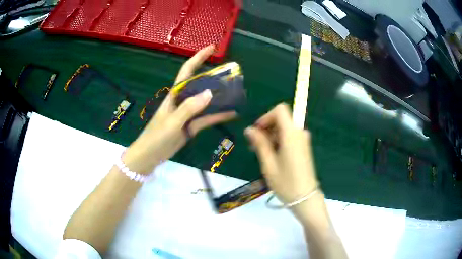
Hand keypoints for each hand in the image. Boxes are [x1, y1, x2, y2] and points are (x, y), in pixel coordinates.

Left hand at [124, 45, 235, 173]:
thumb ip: (189, 108)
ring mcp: (188, 114)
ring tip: (237, 94)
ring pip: (206, 102)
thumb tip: (209, 93)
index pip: (187, 70)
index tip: (212, 48)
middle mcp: (183, 101)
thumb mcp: (172, 122)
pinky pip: (207, 119)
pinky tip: (232, 114)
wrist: (150, 156)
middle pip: (201, 85)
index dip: (199, 57)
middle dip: (215, 78)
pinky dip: (218, 116)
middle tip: (233, 76)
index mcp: (175, 94)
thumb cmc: (156, 136)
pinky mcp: (191, 126)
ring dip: (220, 98)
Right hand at [244, 104, 317, 203]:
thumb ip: (260, 143)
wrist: (305, 198)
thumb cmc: (285, 182)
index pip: (280, 110)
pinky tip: (271, 156)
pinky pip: (290, 137)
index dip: (266, 117)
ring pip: (285, 128)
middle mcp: (300, 133)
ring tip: (260, 153)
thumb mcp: (268, 163)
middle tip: (254, 146)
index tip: (257, 132)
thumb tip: (249, 129)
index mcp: (292, 134)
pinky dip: (279, 141)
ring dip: (271, 136)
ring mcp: (303, 140)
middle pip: (282, 119)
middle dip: (267, 128)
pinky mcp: (304, 147)